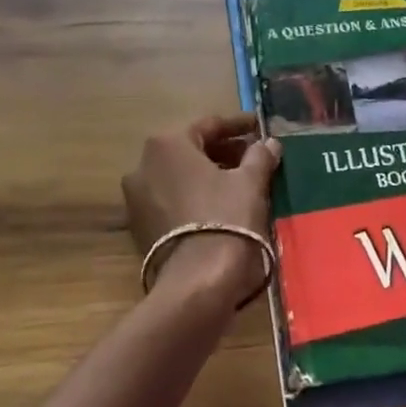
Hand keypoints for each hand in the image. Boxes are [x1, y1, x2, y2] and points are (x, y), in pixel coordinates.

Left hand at [122, 113, 280, 307]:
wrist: (196, 282)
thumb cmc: (225, 218)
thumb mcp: (250, 182)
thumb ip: (259, 156)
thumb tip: (269, 143)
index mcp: (167, 144)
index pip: (209, 125)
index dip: (238, 125)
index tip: (260, 127)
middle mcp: (143, 164)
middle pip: (191, 149)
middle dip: (223, 151)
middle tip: (253, 156)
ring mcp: (136, 197)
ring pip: (179, 175)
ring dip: (208, 174)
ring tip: (240, 182)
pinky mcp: (139, 226)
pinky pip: (171, 199)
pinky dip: (194, 196)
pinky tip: (220, 206)